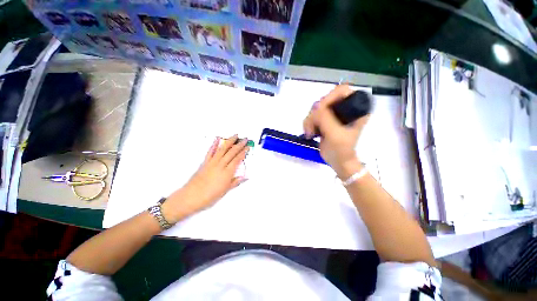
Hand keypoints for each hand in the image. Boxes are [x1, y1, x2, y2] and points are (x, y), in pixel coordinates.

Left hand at [162, 135, 248, 223]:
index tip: (248, 147)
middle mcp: (220, 165)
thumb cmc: (209, 196)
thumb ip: (236, 182)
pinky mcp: (205, 162)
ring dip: (229, 141)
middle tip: (245, 139)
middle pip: (232, 152)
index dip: (243, 152)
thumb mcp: (225, 190)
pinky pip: (210, 151)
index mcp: (227, 172)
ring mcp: (212, 162)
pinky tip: (217, 139)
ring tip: (235, 135)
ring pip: (222, 149)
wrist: (191, 197)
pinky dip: (214, 145)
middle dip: (239, 145)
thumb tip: (245, 177)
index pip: (237, 159)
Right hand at [303, 84, 369, 178]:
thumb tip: (315, 108)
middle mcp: (344, 107)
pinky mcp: (325, 120)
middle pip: (325, 99)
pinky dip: (307, 123)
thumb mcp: (334, 134)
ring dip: (309, 120)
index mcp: (355, 108)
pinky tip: (309, 133)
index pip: (341, 91)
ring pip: (315, 108)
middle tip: (312, 127)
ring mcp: (333, 114)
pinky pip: (312, 116)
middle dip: (315, 114)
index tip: (320, 112)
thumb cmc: (341, 150)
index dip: (329, 98)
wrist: (338, 161)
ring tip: (310, 133)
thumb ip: (325, 118)